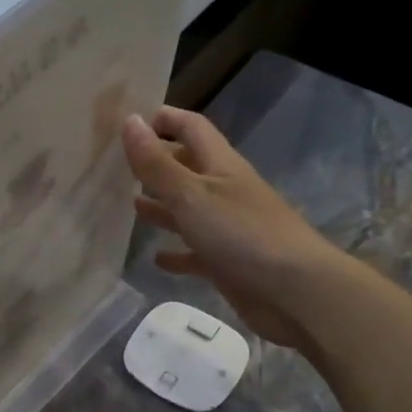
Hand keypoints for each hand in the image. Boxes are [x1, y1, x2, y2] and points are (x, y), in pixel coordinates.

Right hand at [122, 107, 350, 347]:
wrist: (295, 292)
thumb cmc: (241, 233)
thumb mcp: (191, 194)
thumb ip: (157, 163)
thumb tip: (130, 120)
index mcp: (220, 165)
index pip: (191, 127)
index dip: (165, 119)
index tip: (129, 120)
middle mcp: (224, 191)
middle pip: (186, 168)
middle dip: (156, 164)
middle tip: (116, 167)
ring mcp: (227, 228)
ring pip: (187, 210)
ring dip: (161, 207)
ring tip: (128, 206)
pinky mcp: (227, 262)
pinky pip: (195, 253)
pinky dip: (176, 253)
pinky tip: (156, 258)